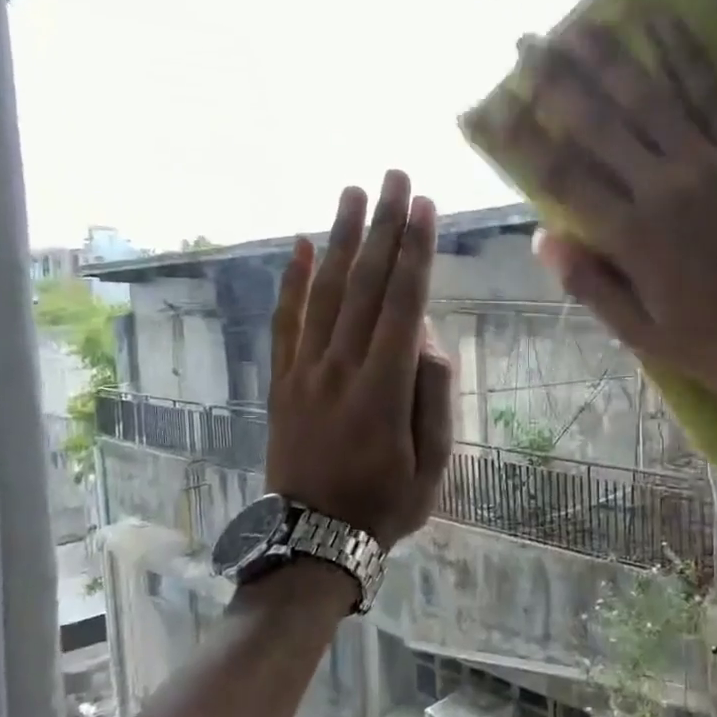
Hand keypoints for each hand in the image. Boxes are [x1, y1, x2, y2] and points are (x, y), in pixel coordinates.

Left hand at [265, 171, 453, 547]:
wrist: (312, 539)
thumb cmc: (385, 505)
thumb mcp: (433, 465)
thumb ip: (434, 398)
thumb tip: (427, 340)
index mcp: (384, 389)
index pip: (403, 303)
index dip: (416, 251)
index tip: (425, 206)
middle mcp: (341, 367)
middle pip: (366, 285)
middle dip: (383, 227)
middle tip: (394, 176)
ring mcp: (305, 372)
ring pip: (325, 293)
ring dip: (341, 240)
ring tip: (354, 193)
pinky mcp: (281, 382)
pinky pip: (285, 323)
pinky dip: (292, 282)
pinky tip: (302, 246)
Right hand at [494, 18, 716, 414]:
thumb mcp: (649, 336)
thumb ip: (594, 286)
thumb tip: (542, 239)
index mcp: (634, 237)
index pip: (563, 177)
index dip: (523, 139)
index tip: (491, 107)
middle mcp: (664, 186)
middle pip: (600, 123)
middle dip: (557, 80)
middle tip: (525, 41)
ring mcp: (711, 161)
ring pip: (651, 96)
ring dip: (611, 55)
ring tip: (579, 19)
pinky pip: (714, 91)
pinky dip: (687, 52)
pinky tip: (665, 20)